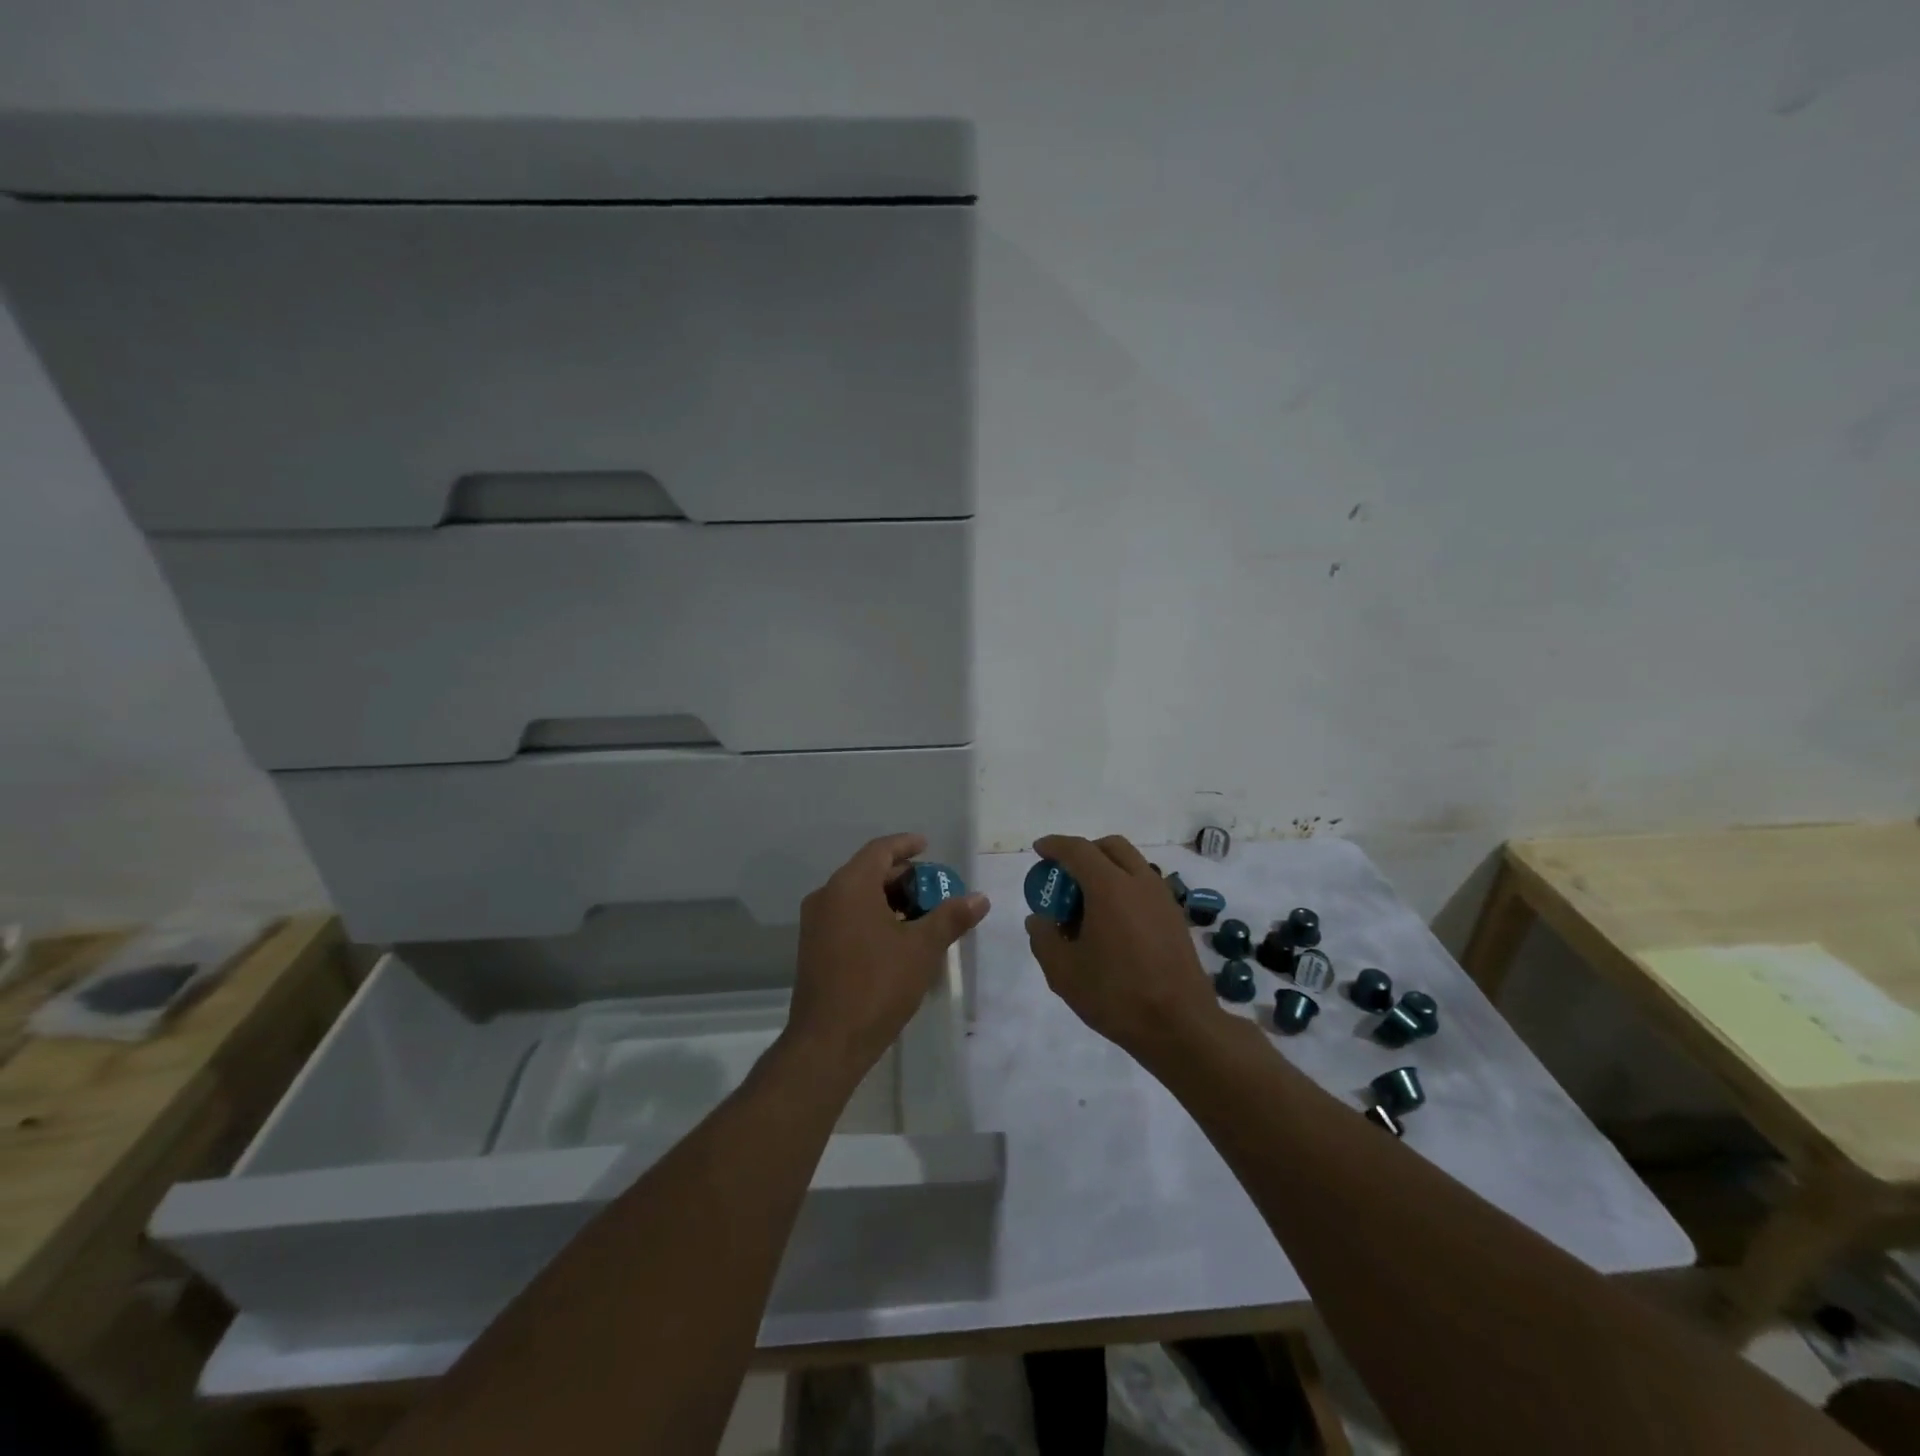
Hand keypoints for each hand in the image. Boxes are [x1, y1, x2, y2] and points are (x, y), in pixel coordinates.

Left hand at [786, 833, 990, 1078]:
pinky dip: (872, 916)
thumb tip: (980, 898)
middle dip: (902, 876)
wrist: (828, 1041)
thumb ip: (951, 917)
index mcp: (849, 886)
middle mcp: (827, 896)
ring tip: (921, 913)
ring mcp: (815, 924)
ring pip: (856, 896)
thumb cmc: (878, 985)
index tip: (927, 846)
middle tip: (933, 887)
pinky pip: (846, 916)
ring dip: (888, 898)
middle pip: (868, 871)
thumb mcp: (922, 948)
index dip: (906, 845)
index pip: (880, 850)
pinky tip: (896, 937)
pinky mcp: (813, 948)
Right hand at [1024, 834, 1220, 1064]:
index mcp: (1110, 887)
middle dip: (1084, 852)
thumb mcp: (1063, 972)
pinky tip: (1113, 922)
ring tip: (1088, 902)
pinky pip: (1145, 885)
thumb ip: (1043, 938)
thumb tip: (1038, 919)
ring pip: (1132, 864)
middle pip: (1110, 847)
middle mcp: (1140, 882)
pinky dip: (1124, 887)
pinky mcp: (1175, 917)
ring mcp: (1163, 898)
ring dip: (1106, 868)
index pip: (1077, 850)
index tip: (1039, 850)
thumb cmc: (1116, 995)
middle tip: (1065, 875)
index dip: (1055, 845)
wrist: (1180, 1026)